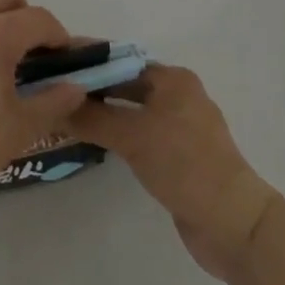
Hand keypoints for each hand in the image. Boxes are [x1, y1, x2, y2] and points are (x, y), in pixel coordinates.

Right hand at [68, 64, 278, 278]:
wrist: (232, 223)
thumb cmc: (184, 165)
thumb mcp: (133, 137)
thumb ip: (92, 118)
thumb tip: (53, 104)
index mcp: (173, 79)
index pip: (122, 61)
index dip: (90, 64)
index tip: (55, 67)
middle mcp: (178, 96)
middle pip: (127, 85)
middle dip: (94, 89)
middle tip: (54, 92)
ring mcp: (180, 128)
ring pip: (133, 112)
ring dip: (104, 113)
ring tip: (65, 115)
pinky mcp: (179, 157)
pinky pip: (140, 135)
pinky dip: (118, 135)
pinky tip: (94, 141)